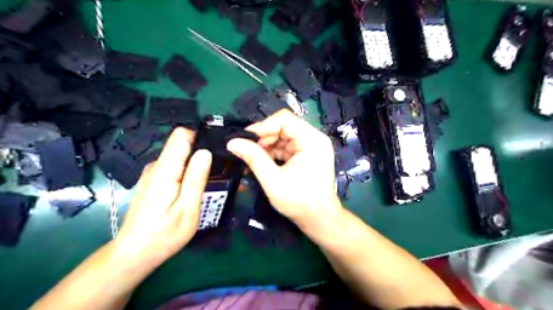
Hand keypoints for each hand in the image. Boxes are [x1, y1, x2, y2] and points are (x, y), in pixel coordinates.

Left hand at [114, 127, 212, 269]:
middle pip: (182, 146)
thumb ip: (196, 178)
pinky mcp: (153, 181)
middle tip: (215, 175)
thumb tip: (205, 152)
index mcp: (165, 170)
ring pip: (179, 158)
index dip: (200, 137)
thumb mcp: (188, 208)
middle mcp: (156, 166)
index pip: (181, 135)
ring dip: (194, 166)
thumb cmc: (164, 234)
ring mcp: (153, 174)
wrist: (135, 253)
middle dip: (200, 155)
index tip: (215, 151)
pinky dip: (186, 174)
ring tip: (205, 186)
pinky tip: (190, 192)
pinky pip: (174, 168)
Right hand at [227, 110, 343, 232]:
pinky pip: (285, 146)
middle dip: (263, 138)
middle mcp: (313, 138)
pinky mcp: (305, 154)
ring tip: (252, 160)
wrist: (318, 219)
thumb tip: (232, 142)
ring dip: (266, 146)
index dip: (262, 126)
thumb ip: (254, 158)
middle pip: (283, 127)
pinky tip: (261, 163)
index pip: (285, 120)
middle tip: (246, 151)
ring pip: (282, 136)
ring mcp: (310, 146)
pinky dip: (272, 153)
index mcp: (312, 140)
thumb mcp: (273, 180)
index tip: (244, 138)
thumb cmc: (299, 202)